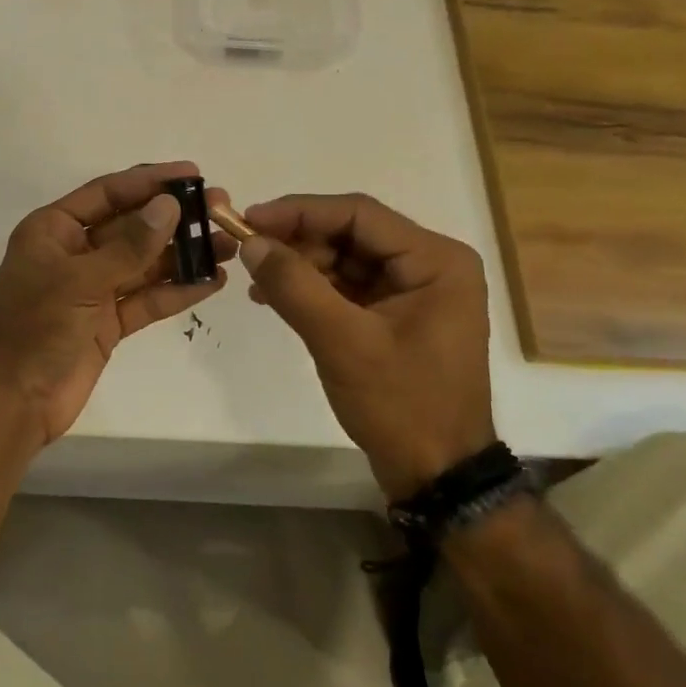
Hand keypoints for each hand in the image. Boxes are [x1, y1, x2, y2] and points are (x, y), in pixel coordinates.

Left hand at [0, 162, 231, 453]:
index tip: (192, 173)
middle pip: (131, 226)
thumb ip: (129, 246)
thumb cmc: (36, 328)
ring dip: (183, 254)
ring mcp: (92, 289)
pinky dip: (176, 291)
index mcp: (53, 230)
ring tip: (227, 244)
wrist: (13, 402)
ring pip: (144, 263)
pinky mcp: (108, 322)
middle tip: (220, 207)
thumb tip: (169, 205)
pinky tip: (212, 282)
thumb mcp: (81, 280)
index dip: (149, 181)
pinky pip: (146, 299)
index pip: (107, 193)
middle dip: (174, 218)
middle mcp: (74, 253)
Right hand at [230, 192, 495, 500]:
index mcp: (435, 260)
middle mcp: (429, 265)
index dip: (299, 211)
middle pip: (351, 233)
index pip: (358, 214)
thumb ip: (295, 286)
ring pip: (344, 258)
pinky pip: (347, 287)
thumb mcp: (342, 342)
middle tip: (248, 252)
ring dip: (300, 266)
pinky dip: (312, 289)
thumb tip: (251, 242)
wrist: (437, 475)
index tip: (249, 219)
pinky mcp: (396, 315)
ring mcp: (414, 291)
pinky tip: (274, 297)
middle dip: (297, 241)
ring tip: (257, 281)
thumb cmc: (401, 405)